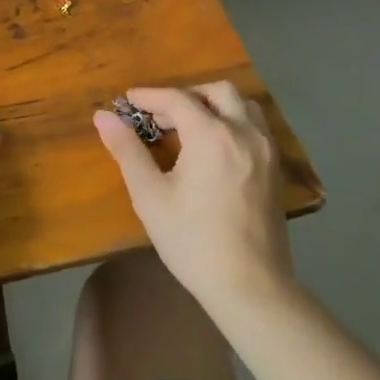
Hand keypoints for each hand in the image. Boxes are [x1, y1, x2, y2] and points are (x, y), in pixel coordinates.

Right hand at [93, 82, 293, 308]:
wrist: (251, 287)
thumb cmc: (193, 240)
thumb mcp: (150, 195)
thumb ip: (127, 150)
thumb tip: (103, 116)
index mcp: (211, 135)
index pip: (177, 99)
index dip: (149, 96)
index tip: (128, 101)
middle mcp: (243, 133)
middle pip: (217, 92)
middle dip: (186, 96)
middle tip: (161, 117)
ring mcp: (266, 151)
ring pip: (242, 107)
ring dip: (214, 107)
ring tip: (190, 129)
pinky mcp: (276, 171)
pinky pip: (255, 129)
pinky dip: (232, 124)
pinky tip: (214, 151)